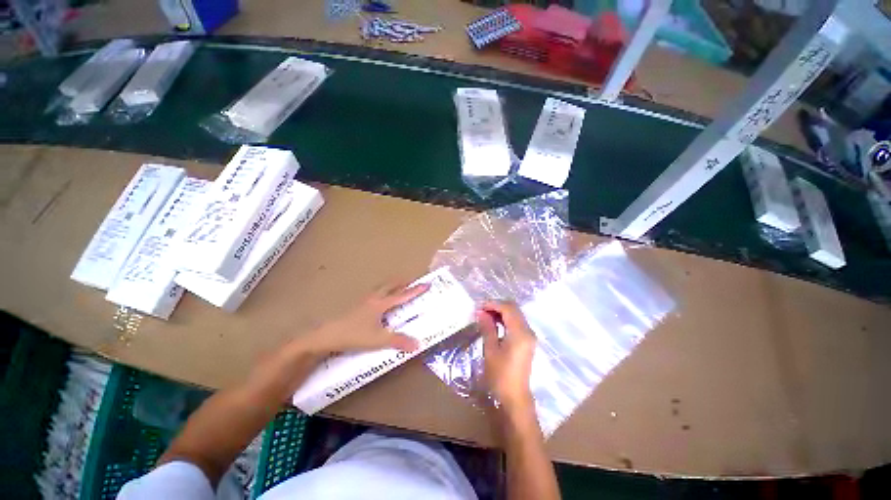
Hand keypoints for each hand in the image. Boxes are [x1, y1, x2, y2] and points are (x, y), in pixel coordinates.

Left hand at [246, 280, 428, 401]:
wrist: (327, 336)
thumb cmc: (352, 335)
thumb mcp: (377, 340)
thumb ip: (398, 341)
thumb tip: (418, 343)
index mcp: (379, 304)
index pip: (401, 295)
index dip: (414, 290)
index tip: (427, 283)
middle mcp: (371, 300)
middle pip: (389, 287)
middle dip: (401, 284)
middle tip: (413, 281)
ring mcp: (361, 303)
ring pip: (379, 291)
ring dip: (390, 288)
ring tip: (397, 290)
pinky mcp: (354, 309)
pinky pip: (372, 298)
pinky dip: (381, 296)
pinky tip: (378, 306)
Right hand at [478, 300, 536, 414]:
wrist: (514, 395)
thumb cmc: (500, 375)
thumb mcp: (490, 351)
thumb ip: (487, 329)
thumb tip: (481, 313)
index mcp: (520, 332)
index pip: (509, 308)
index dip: (493, 304)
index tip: (477, 307)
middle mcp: (528, 331)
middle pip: (515, 310)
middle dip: (498, 307)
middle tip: (480, 312)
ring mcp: (530, 337)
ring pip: (517, 317)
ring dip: (502, 314)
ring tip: (484, 318)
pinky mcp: (528, 343)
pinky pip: (518, 325)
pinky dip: (507, 322)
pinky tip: (494, 327)